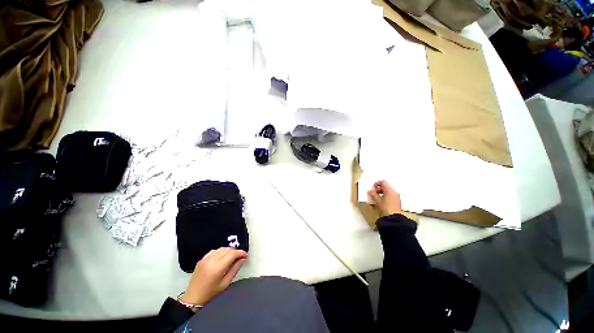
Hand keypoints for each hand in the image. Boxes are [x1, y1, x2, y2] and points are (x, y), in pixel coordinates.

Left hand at [180, 247, 247, 305]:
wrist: (193, 299)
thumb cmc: (211, 294)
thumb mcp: (225, 284)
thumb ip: (235, 269)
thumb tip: (242, 259)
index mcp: (217, 268)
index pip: (232, 254)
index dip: (241, 253)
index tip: (246, 255)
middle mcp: (211, 261)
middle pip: (227, 249)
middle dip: (235, 252)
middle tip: (240, 258)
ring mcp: (205, 259)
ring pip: (221, 248)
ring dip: (228, 251)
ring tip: (232, 258)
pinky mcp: (201, 260)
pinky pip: (214, 251)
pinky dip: (220, 252)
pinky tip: (222, 258)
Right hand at [367, 180, 401, 216]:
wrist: (393, 217)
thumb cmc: (385, 207)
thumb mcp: (377, 200)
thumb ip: (373, 194)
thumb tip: (370, 191)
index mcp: (389, 190)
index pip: (383, 182)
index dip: (377, 184)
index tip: (372, 187)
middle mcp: (394, 192)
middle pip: (386, 186)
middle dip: (379, 189)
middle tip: (373, 193)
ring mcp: (396, 196)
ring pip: (388, 191)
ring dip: (382, 193)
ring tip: (376, 198)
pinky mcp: (397, 201)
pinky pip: (390, 196)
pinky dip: (385, 196)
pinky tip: (381, 201)